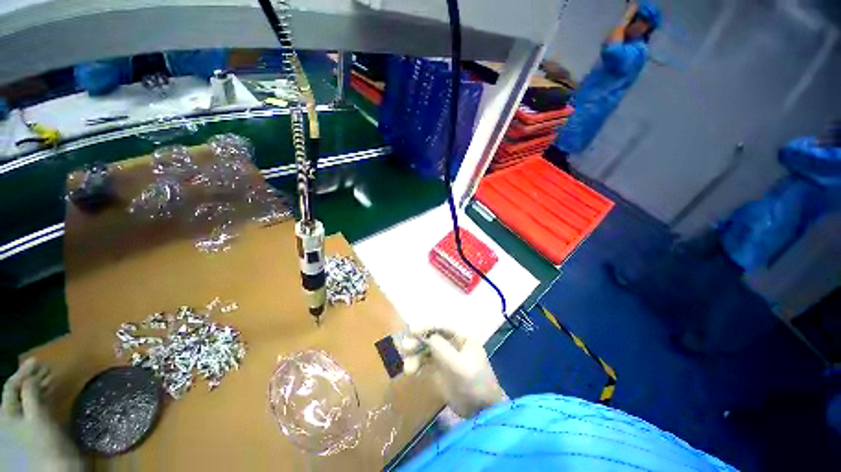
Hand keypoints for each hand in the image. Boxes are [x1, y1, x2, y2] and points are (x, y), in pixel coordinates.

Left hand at [0, 359, 81, 471]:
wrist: (57, 468)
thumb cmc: (43, 441)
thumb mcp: (36, 417)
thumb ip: (31, 395)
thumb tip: (32, 375)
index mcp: (9, 413)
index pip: (12, 386)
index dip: (23, 372)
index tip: (38, 360)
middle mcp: (14, 416)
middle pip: (19, 392)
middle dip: (32, 378)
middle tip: (47, 366)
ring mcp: (26, 423)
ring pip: (29, 399)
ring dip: (39, 385)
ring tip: (52, 376)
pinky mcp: (38, 426)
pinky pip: (37, 406)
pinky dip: (44, 396)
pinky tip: (52, 393)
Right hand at [401, 327, 505, 417]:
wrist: (482, 413)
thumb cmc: (474, 384)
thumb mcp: (458, 365)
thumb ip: (441, 348)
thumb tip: (425, 335)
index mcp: (462, 338)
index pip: (442, 327)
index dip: (426, 327)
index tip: (411, 330)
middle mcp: (453, 344)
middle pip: (432, 337)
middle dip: (418, 341)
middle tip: (405, 347)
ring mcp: (446, 357)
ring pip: (427, 349)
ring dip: (415, 355)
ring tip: (408, 368)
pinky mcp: (440, 370)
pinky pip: (426, 362)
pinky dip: (417, 364)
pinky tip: (411, 371)